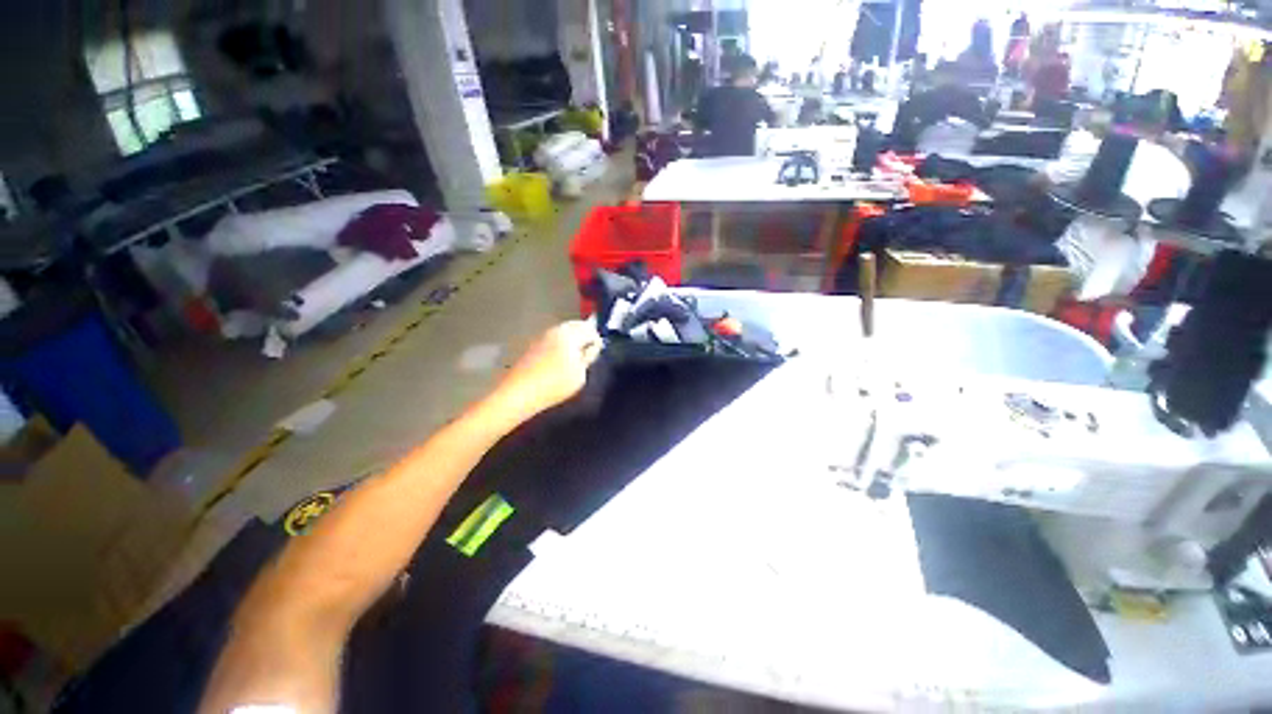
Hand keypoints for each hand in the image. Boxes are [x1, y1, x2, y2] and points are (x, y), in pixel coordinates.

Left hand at [493, 320, 602, 420]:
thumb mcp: (580, 374)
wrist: (519, 393)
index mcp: (570, 334)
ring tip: (576, 358)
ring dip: (571, 341)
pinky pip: (553, 340)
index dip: (597, 340)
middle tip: (589, 353)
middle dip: (584, 337)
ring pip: (563, 333)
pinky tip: (560, 361)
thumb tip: (593, 347)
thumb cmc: (555, 384)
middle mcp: (555, 330)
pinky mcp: (533, 345)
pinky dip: (560, 346)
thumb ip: (589, 356)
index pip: (590, 329)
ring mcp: (542, 336)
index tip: (599, 352)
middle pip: (575, 327)